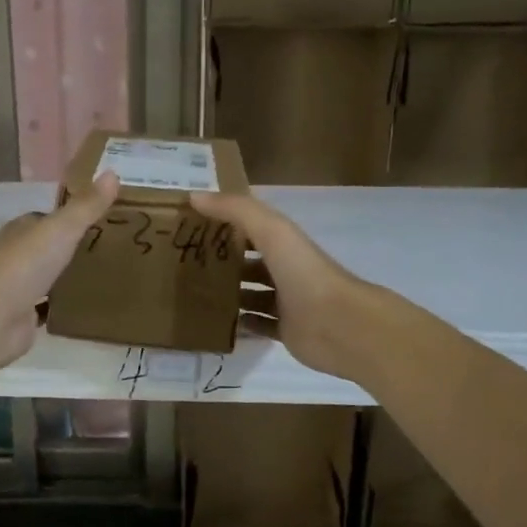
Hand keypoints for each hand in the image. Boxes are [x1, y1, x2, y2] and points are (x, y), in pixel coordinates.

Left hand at [0, 173, 121, 369]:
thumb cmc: (24, 265)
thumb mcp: (61, 229)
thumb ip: (87, 206)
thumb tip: (112, 172)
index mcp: (22, 230)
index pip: (47, 219)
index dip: (71, 218)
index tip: (103, 220)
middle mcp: (16, 256)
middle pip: (48, 249)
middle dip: (73, 249)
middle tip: (112, 251)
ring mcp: (17, 288)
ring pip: (48, 279)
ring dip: (68, 279)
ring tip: (106, 278)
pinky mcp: (22, 318)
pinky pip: (48, 309)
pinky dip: (63, 308)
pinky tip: (87, 308)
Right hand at [189, 189, 385, 383]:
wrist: (338, 324)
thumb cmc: (304, 272)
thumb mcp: (271, 231)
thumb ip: (236, 210)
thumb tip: (195, 196)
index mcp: (285, 244)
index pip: (252, 229)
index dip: (226, 225)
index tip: (193, 228)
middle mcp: (287, 270)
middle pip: (251, 263)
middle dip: (225, 263)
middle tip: (188, 265)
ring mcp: (287, 302)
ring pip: (253, 295)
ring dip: (231, 294)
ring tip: (195, 294)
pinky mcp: (286, 331)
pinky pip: (258, 325)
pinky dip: (241, 324)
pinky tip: (218, 323)